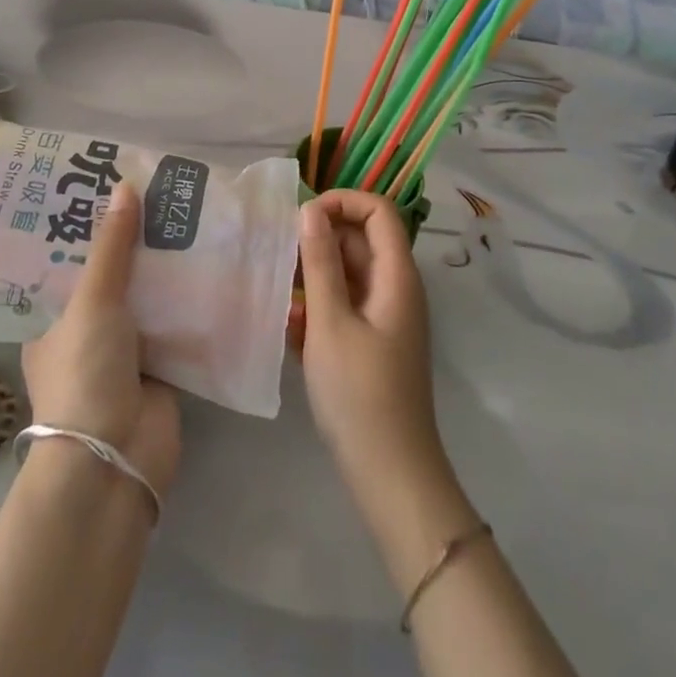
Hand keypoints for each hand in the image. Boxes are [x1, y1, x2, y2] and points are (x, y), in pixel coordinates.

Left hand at [22, 183, 181, 498]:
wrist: (116, 459)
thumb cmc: (85, 374)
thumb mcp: (93, 301)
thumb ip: (112, 247)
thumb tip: (125, 186)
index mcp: (54, 321)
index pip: (69, 264)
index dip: (88, 229)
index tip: (111, 190)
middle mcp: (87, 334)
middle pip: (114, 279)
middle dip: (136, 244)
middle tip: (160, 195)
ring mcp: (126, 353)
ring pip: (148, 299)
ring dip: (167, 270)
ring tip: (190, 216)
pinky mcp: (161, 368)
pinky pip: (177, 324)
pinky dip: (192, 300)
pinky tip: (212, 261)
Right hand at [297, 190, 447, 499]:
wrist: (390, 474)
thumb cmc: (360, 394)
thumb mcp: (330, 323)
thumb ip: (319, 263)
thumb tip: (310, 210)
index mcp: (396, 276)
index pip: (378, 211)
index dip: (343, 202)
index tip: (302, 217)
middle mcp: (396, 288)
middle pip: (361, 240)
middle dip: (320, 240)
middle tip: (279, 256)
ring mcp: (386, 316)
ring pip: (349, 273)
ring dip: (315, 276)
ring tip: (280, 293)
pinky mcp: (374, 341)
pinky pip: (346, 304)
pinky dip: (320, 306)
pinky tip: (291, 328)